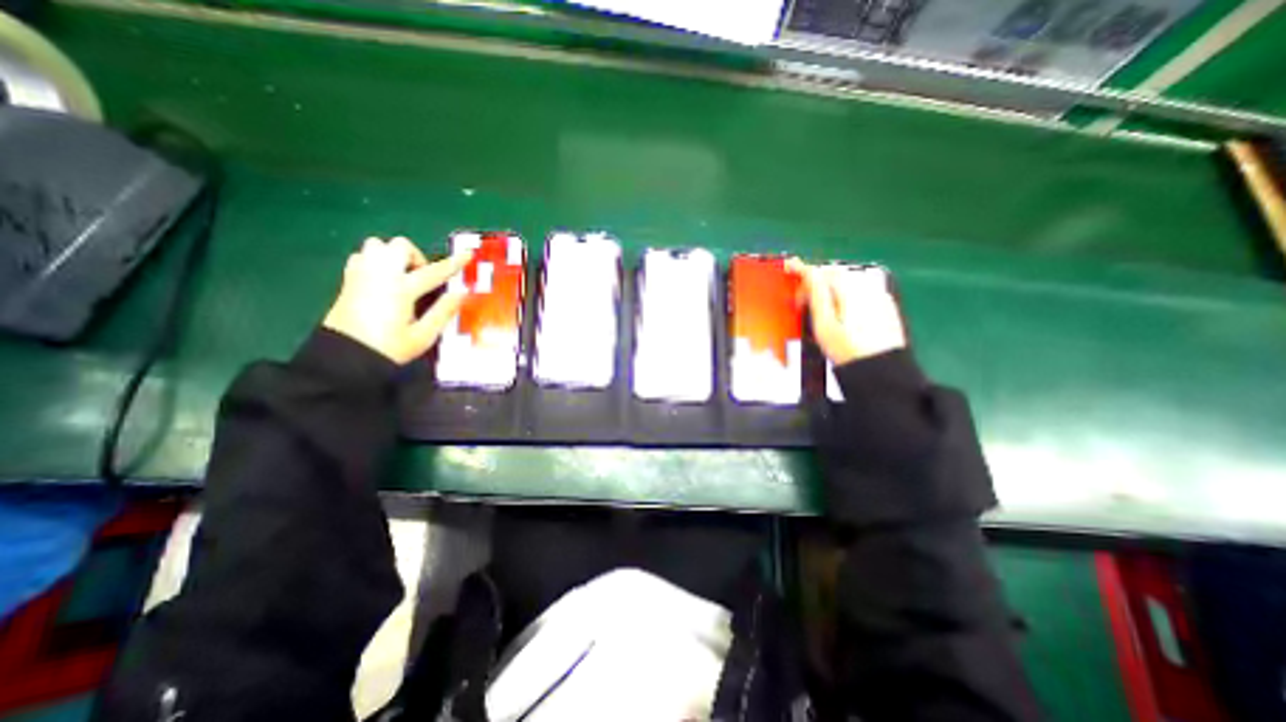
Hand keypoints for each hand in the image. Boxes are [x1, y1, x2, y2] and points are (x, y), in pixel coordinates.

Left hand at [325, 236, 473, 362]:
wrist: (344, 358)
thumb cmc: (388, 349)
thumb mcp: (423, 336)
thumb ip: (443, 312)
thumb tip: (460, 293)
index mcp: (401, 289)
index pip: (433, 271)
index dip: (453, 263)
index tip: (467, 254)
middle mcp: (379, 276)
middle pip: (399, 246)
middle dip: (416, 256)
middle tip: (423, 277)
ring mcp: (361, 276)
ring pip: (377, 245)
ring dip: (394, 255)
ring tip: (402, 276)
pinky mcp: (348, 281)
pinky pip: (362, 256)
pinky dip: (376, 261)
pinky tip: (384, 279)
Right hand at [789, 256, 906, 366]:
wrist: (880, 369)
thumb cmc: (847, 349)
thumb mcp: (824, 324)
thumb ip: (817, 295)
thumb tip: (809, 273)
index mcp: (849, 290)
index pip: (821, 272)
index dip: (802, 269)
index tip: (790, 267)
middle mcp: (866, 286)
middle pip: (835, 273)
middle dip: (816, 281)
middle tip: (802, 300)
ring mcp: (878, 294)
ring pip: (848, 280)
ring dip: (830, 287)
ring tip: (820, 308)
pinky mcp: (884, 304)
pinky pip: (861, 289)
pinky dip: (846, 293)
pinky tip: (840, 311)